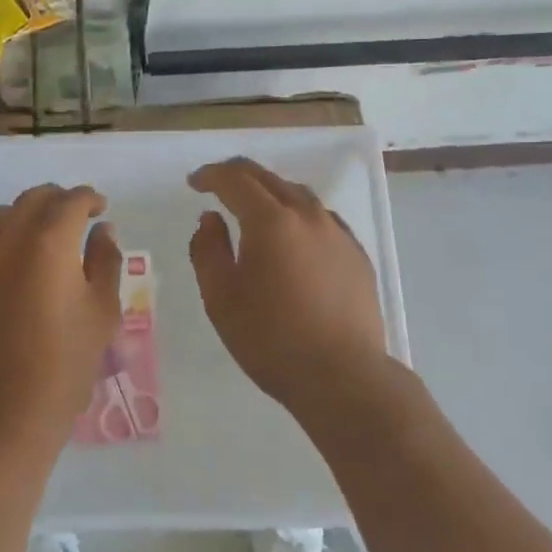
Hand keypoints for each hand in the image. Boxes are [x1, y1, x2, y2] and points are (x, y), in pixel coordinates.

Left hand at [0, 184, 122, 457]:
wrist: (8, 410)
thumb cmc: (67, 361)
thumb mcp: (103, 310)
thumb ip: (105, 260)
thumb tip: (103, 230)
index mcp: (50, 240)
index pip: (73, 200)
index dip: (91, 199)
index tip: (101, 210)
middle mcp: (9, 237)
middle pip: (35, 199)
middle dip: (59, 202)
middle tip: (76, 220)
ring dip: (23, 216)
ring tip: (38, 235)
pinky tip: (2, 258)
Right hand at [189, 157, 392, 426]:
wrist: (342, 376)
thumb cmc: (271, 339)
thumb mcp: (220, 298)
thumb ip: (208, 250)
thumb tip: (210, 219)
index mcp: (271, 221)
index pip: (236, 180)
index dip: (211, 175)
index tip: (194, 183)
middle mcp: (308, 215)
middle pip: (269, 178)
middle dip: (238, 176)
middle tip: (217, 185)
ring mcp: (338, 233)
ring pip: (299, 195)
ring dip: (270, 192)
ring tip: (254, 208)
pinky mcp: (357, 254)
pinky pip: (322, 218)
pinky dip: (298, 214)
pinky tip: (294, 236)